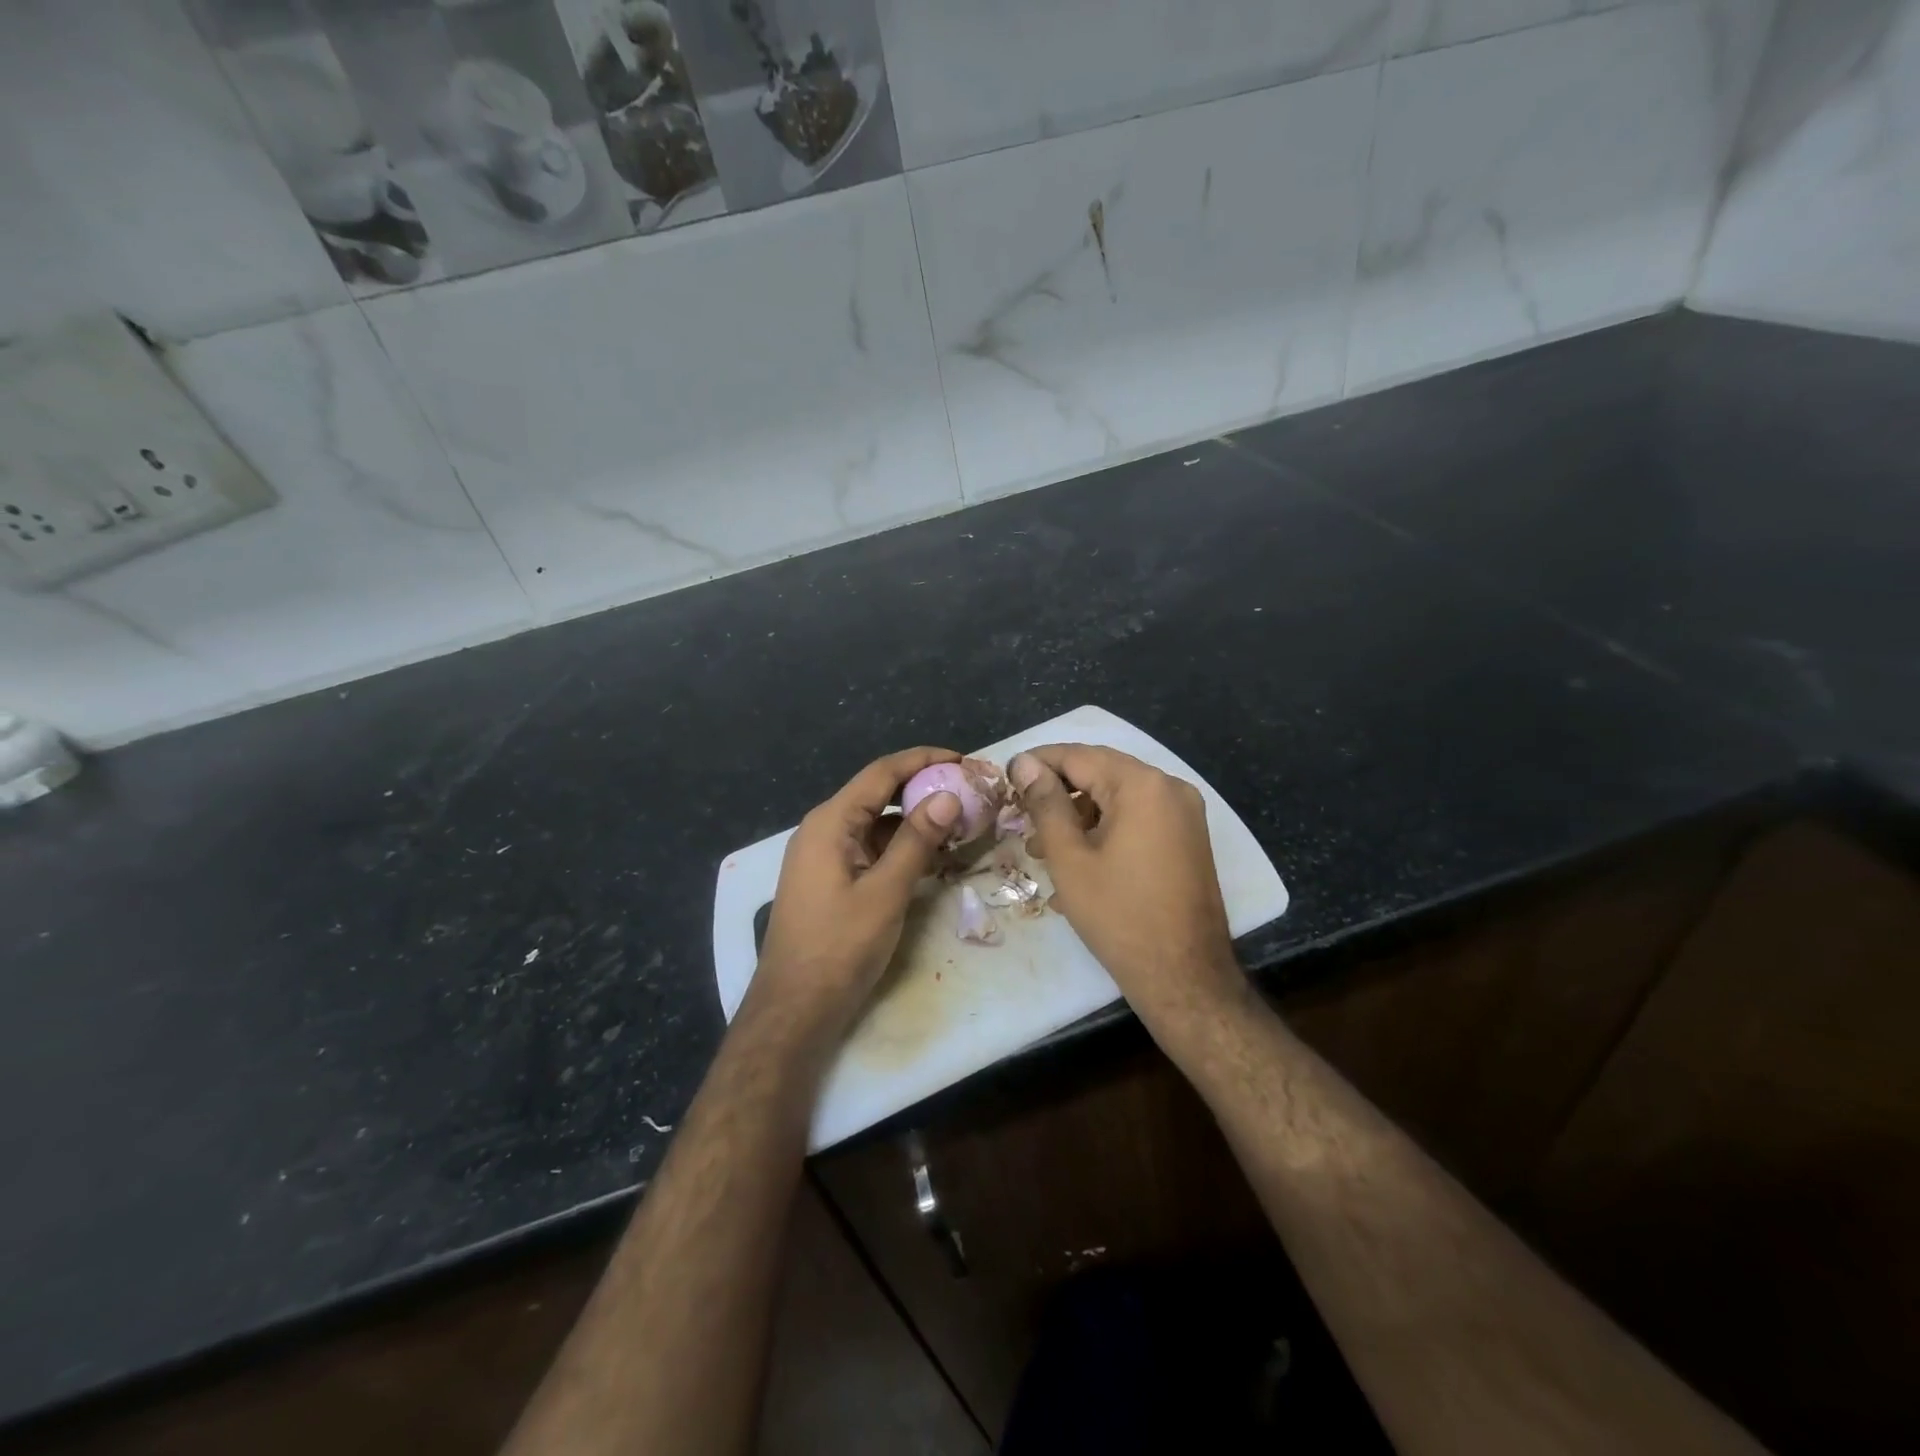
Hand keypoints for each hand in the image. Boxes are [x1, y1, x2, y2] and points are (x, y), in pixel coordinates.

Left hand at [754, 747, 961, 1036]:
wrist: (795, 1007)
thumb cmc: (839, 947)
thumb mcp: (885, 892)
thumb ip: (916, 841)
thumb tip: (948, 796)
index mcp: (830, 822)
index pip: (881, 773)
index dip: (923, 760)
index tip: (963, 759)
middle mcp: (823, 829)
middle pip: (878, 793)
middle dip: (922, 788)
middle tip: (967, 791)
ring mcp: (824, 855)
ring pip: (875, 822)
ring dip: (913, 819)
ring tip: (958, 822)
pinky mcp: (830, 878)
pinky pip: (869, 848)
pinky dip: (899, 846)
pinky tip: (930, 856)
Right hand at [1010, 744, 1247, 1040]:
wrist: (1184, 976)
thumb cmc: (1119, 915)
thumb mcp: (1070, 857)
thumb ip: (1046, 803)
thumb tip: (1024, 763)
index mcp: (1142, 785)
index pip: (1079, 756)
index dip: (1039, 763)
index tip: (1007, 776)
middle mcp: (1170, 788)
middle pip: (1101, 773)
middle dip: (1058, 793)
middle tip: (1021, 815)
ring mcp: (1185, 814)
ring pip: (1119, 798)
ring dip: (1079, 816)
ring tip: (1042, 849)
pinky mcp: (1188, 839)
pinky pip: (1138, 819)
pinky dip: (1106, 830)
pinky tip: (1077, 863)